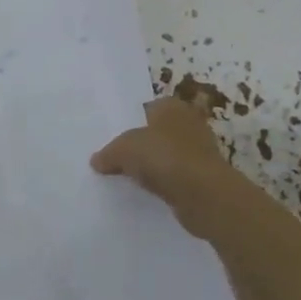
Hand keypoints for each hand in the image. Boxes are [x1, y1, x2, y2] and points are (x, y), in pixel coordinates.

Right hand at [91, 97, 252, 240]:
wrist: (203, 194)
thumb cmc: (163, 157)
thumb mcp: (123, 150)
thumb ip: (108, 153)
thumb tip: (96, 161)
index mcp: (170, 105)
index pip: (145, 108)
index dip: (128, 122)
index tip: (112, 139)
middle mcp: (188, 122)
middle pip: (156, 131)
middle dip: (141, 144)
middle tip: (117, 158)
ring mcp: (199, 149)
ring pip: (167, 154)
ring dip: (154, 165)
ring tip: (130, 177)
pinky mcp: (204, 175)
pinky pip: (176, 175)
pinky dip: (165, 182)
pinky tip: (150, 192)